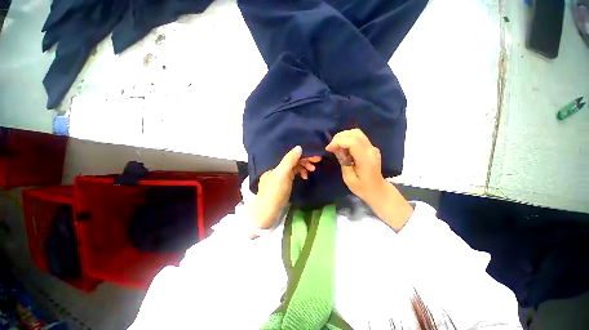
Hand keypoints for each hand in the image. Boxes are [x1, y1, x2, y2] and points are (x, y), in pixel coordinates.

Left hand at [250, 146, 320, 228]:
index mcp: (275, 163)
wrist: (269, 212)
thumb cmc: (274, 192)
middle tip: (318, 161)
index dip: (303, 154)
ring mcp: (282, 175)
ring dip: (304, 166)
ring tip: (312, 170)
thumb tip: (299, 147)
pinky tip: (305, 177)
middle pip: (294, 159)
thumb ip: (289, 160)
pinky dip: (301, 173)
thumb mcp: (281, 174)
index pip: (291, 155)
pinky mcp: (286, 182)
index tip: (315, 155)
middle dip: (305, 159)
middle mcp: (278, 167)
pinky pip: (295, 173)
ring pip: (295, 166)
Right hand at [325, 129, 411, 230]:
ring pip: (357, 133)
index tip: (328, 148)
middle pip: (355, 133)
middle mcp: (371, 150)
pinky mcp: (371, 148)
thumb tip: (336, 148)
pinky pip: (359, 137)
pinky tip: (343, 147)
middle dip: (339, 137)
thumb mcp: (348, 178)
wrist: (377, 190)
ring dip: (344, 136)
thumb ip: (343, 161)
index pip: (352, 142)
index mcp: (366, 159)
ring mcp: (372, 148)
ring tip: (336, 145)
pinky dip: (348, 139)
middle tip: (331, 146)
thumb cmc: (362, 188)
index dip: (338, 141)